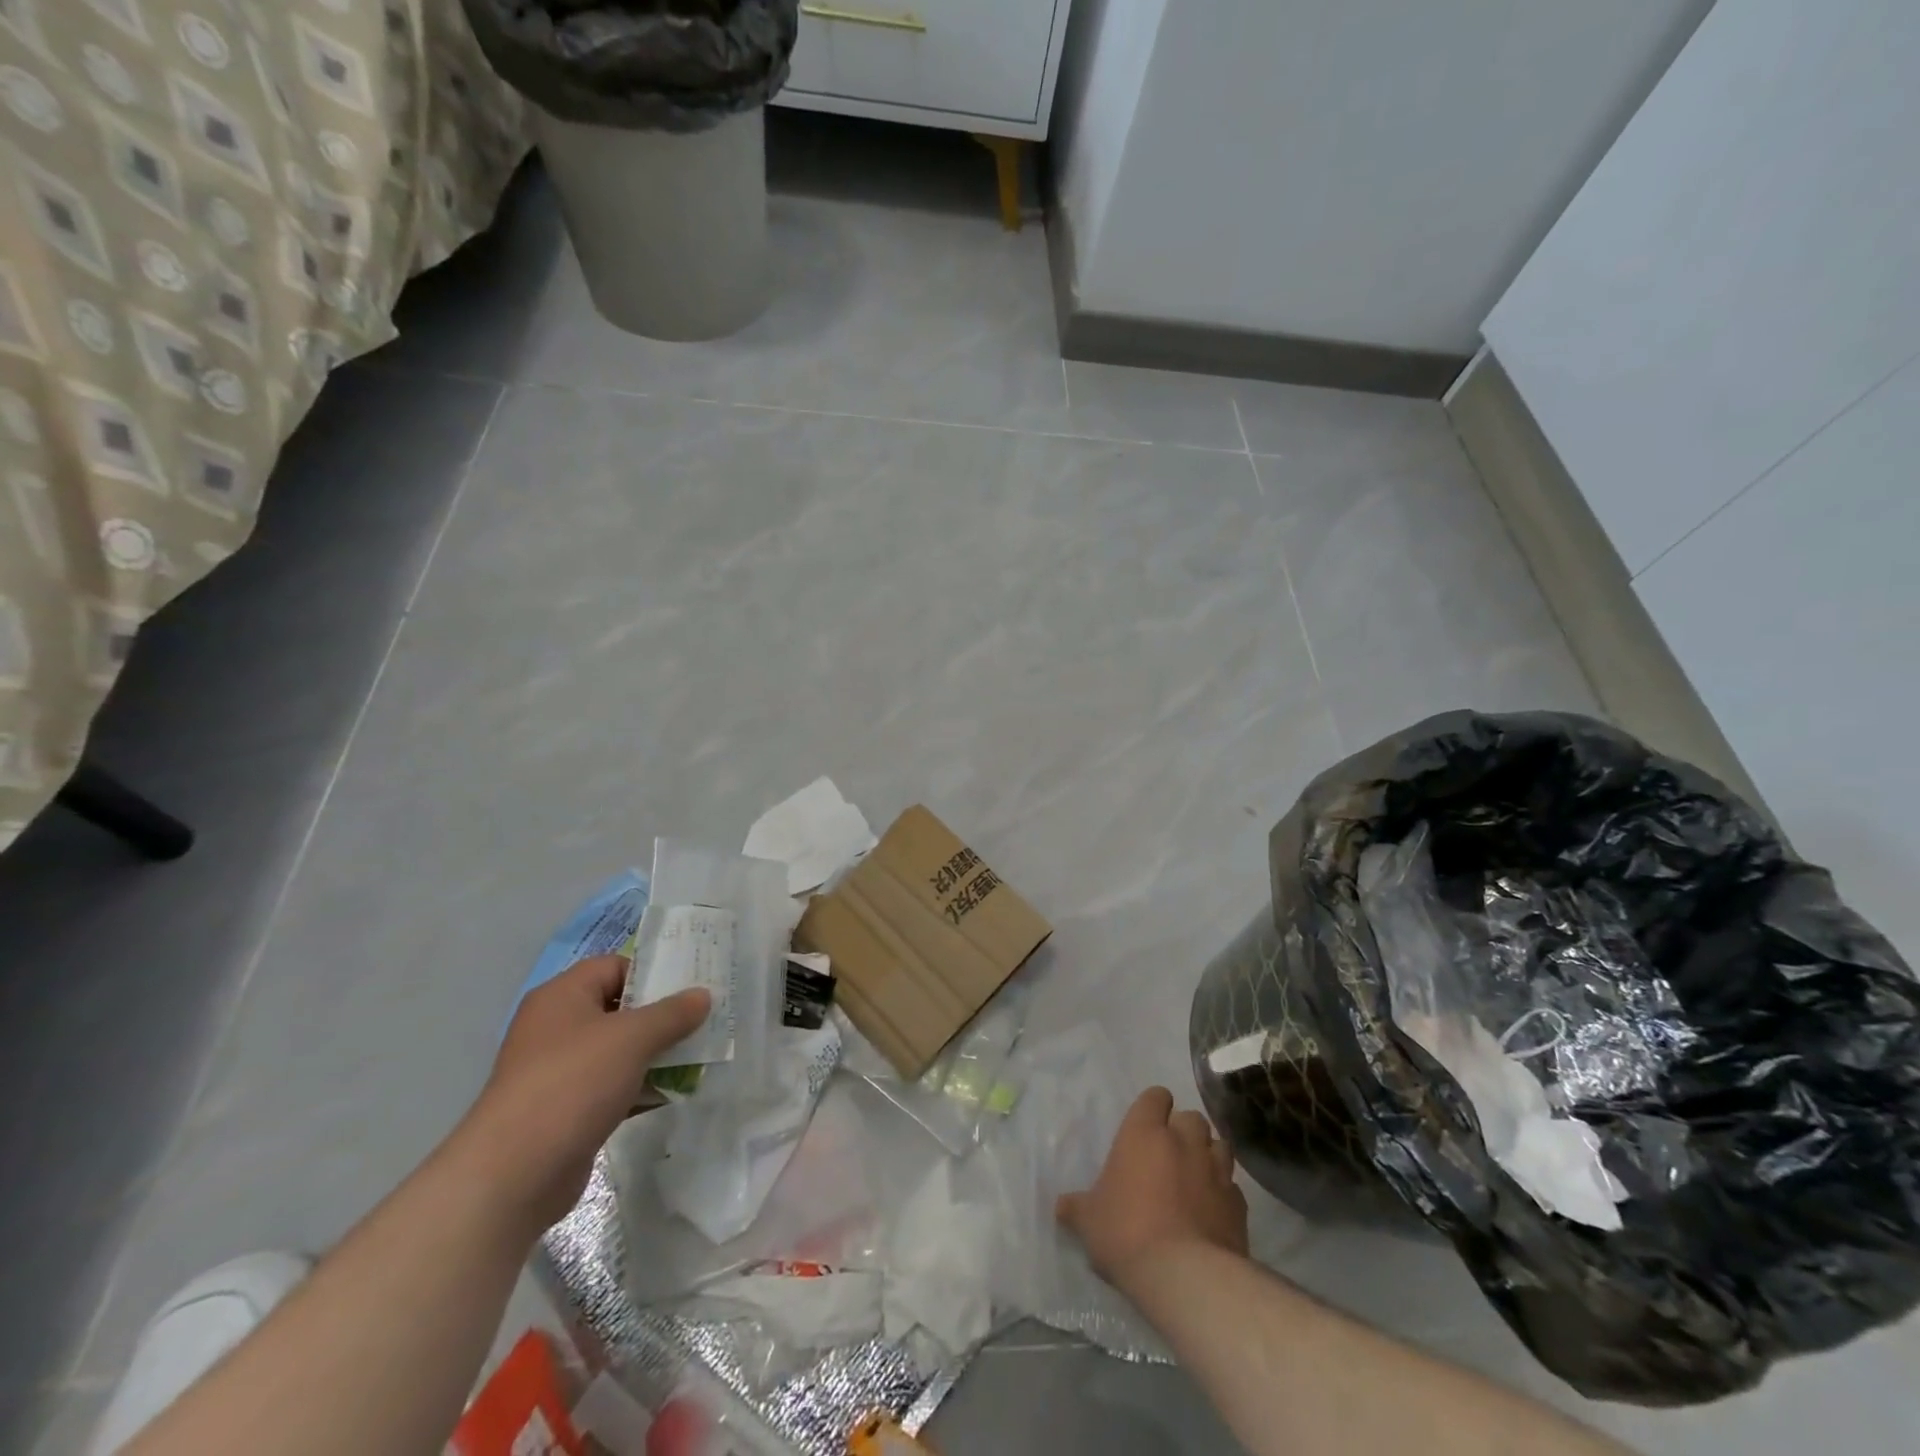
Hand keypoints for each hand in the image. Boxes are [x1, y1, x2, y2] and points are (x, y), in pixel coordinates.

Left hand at [457, 955, 710, 1236]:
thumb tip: (703, 995)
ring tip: (700, 1054)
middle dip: (662, 1015)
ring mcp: (560, 1071)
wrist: (514, 1174)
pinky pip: (614, 1086)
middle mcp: (557, 1027)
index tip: (692, 985)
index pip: (615, 966)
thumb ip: (672, 1013)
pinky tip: (675, 1092)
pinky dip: (642, 1086)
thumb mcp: (632, 1038)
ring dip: (656, 1053)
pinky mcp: (567, 1110)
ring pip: (620, 1050)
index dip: (653, 972)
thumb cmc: (573, 1083)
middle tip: (704, 1018)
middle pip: (620, 1008)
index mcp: (562, 996)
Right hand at [1057, 1087, 1248, 1290]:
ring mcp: (1216, 1171)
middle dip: (1184, 1130)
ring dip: (1208, 1155)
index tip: (1147, 1125)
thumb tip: (1060, 1207)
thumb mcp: (1089, 1221)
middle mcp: (1184, 1141)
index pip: (1155, 1097)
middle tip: (1170, 1153)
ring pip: (1219, 1145)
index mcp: (1144, 1133)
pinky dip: (1224, 1193)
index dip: (1153, 1107)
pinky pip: (1232, 1187)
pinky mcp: (1239, 1205)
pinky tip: (1213, 1211)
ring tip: (1196, 1177)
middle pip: (1192, 1117)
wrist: (1185, 1276)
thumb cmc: (1127, 1233)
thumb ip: (1077, 1208)